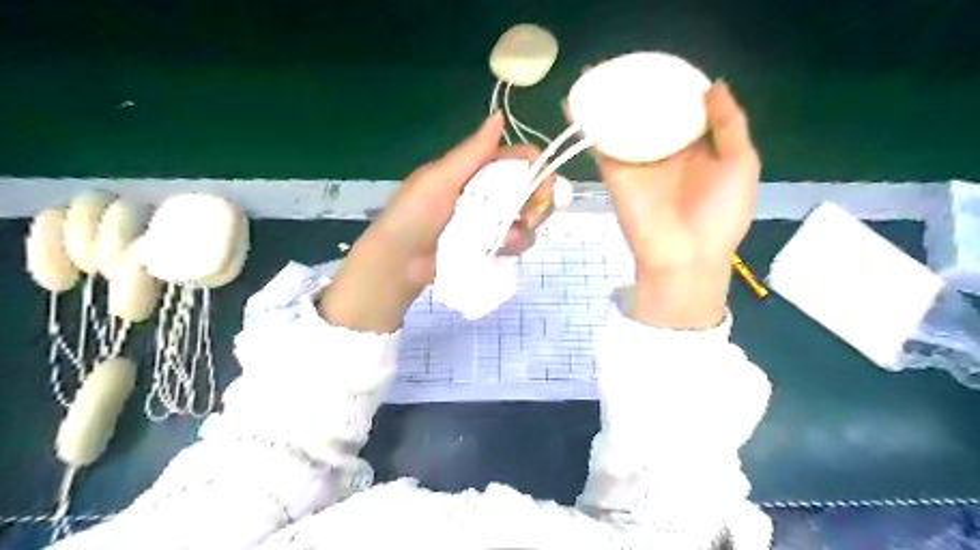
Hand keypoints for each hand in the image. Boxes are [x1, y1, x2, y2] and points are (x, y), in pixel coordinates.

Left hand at [318, 114, 553, 333]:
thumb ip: (472, 152)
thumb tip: (500, 116)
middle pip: (530, 190)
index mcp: (476, 170)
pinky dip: (514, 245)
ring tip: (505, 240)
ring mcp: (490, 221)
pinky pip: (516, 241)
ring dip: (524, 228)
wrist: (397, 262)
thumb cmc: (413, 215)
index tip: (545, 189)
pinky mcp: (490, 245)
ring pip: (527, 218)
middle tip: (527, 218)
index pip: (518, 160)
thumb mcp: (439, 179)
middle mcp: (488, 192)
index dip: (537, 170)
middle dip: (536, 204)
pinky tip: (499, 250)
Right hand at [584, 81, 760, 325]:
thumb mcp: (741, 163)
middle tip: (625, 64)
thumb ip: (729, 124)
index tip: (663, 65)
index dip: (675, 87)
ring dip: (609, 102)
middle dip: (638, 90)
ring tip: (598, 74)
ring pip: (622, 124)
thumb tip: (713, 85)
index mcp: (697, 148)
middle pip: (649, 113)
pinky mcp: (616, 172)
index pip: (683, 109)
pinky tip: (579, 101)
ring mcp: (638, 161)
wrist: (685, 257)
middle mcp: (665, 151)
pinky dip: (588, 124)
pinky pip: (601, 144)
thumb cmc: (720, 213)